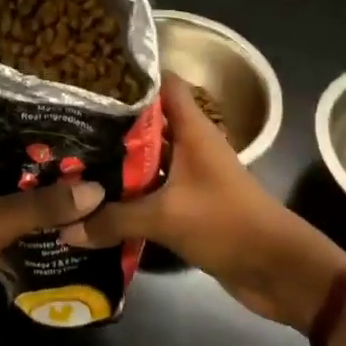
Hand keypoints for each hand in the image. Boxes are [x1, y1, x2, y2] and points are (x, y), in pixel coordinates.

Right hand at [61, 73, 345, 329]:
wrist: (279, 271)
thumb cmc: (227, 223)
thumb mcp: (166, 217)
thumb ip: (115, 219)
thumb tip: (66, 227)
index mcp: (192, 128)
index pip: (161, 82)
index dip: (130, 74)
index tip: (91, 74)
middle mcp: (189, 144)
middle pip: (147, 120)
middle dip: (111, 120)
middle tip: (67, 118)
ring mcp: (189, 175)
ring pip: (146, 157)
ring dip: (116, 160)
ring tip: (71, 154)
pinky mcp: (187, 205)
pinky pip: (150, 190)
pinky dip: (127, 192)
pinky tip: (94, 197)